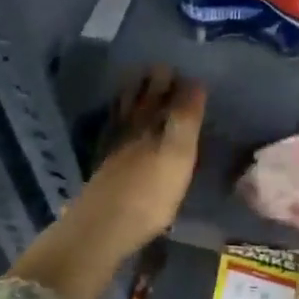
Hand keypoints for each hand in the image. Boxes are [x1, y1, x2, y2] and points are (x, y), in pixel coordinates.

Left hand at [10, 68, 205, 298]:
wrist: (103, 229)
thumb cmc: (149, 194)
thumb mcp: (178, 155)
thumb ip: (185, 118)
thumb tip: (195, 82)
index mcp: (150, 125)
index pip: (162, 96)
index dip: (172, 83)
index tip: (179, 68)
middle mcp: (131, 132)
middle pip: (140, 103)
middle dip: (149, 85)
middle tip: (159, 69)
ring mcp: (114, 151)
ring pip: (124, 116)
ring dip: (131, 99)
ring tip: (137, 87)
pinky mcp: (105, 171)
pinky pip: (113, 134)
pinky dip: (118, 123)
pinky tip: (119, 127)